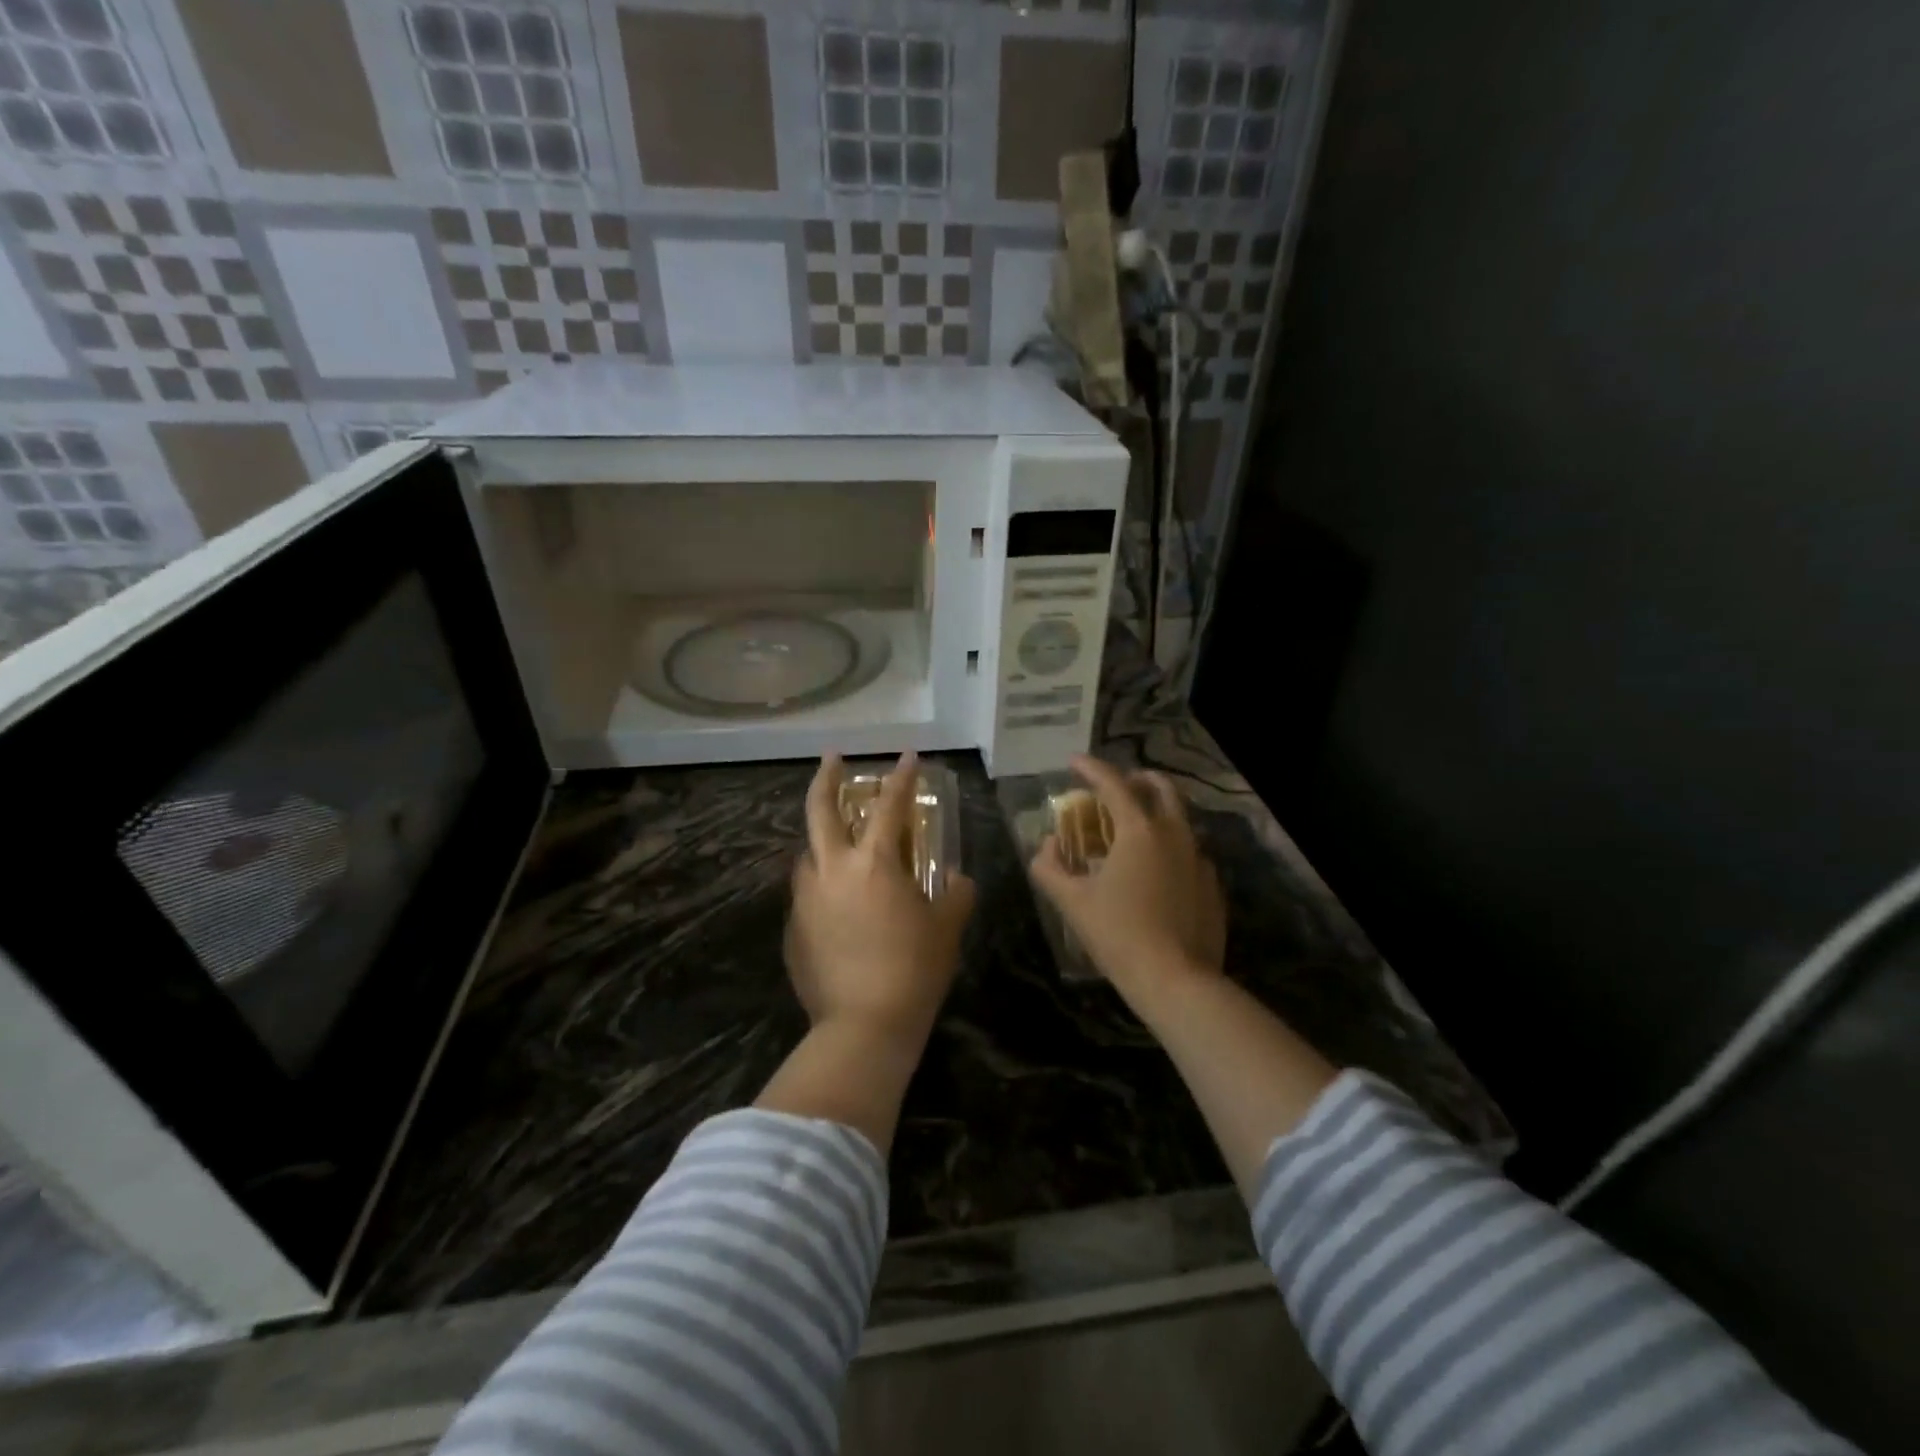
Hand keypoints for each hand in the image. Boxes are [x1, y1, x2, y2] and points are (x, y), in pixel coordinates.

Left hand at [785, 752, 976, 1038]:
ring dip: (822, 842)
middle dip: (827, 778)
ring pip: (807, 854)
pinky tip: (837, 910)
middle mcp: (832, 870)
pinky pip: (806, 896)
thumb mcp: (947, 929)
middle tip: (832, 760)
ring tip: (839, 848)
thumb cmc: (914, 970)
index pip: (889, 805)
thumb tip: (956, 879)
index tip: (908, 756)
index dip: (902, 777)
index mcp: (872, 863)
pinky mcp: (793, 930)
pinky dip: (821, 889)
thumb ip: (957, 895)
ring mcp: (806, 899)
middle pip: (819, 809)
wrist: (863, 1026)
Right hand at [1029, 755, 1225, 1000]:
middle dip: (1137, 778)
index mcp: (1140, 830)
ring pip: (1180, 819)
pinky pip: (1189, 851)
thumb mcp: (1072, 901)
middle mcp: (1175, 834)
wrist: (1176, 980)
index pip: (1113, 783)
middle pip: (1161, 788)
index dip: (1091, 768)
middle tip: (1115, 787)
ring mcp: (1199, 859)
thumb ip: (1050, 867)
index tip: (1074, 761)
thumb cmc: (1118, 934)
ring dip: (1155, 812)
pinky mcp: (1211, 885)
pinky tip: (1155, 870)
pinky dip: (1169, 846)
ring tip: (1132, 829)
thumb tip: (1047, 845)